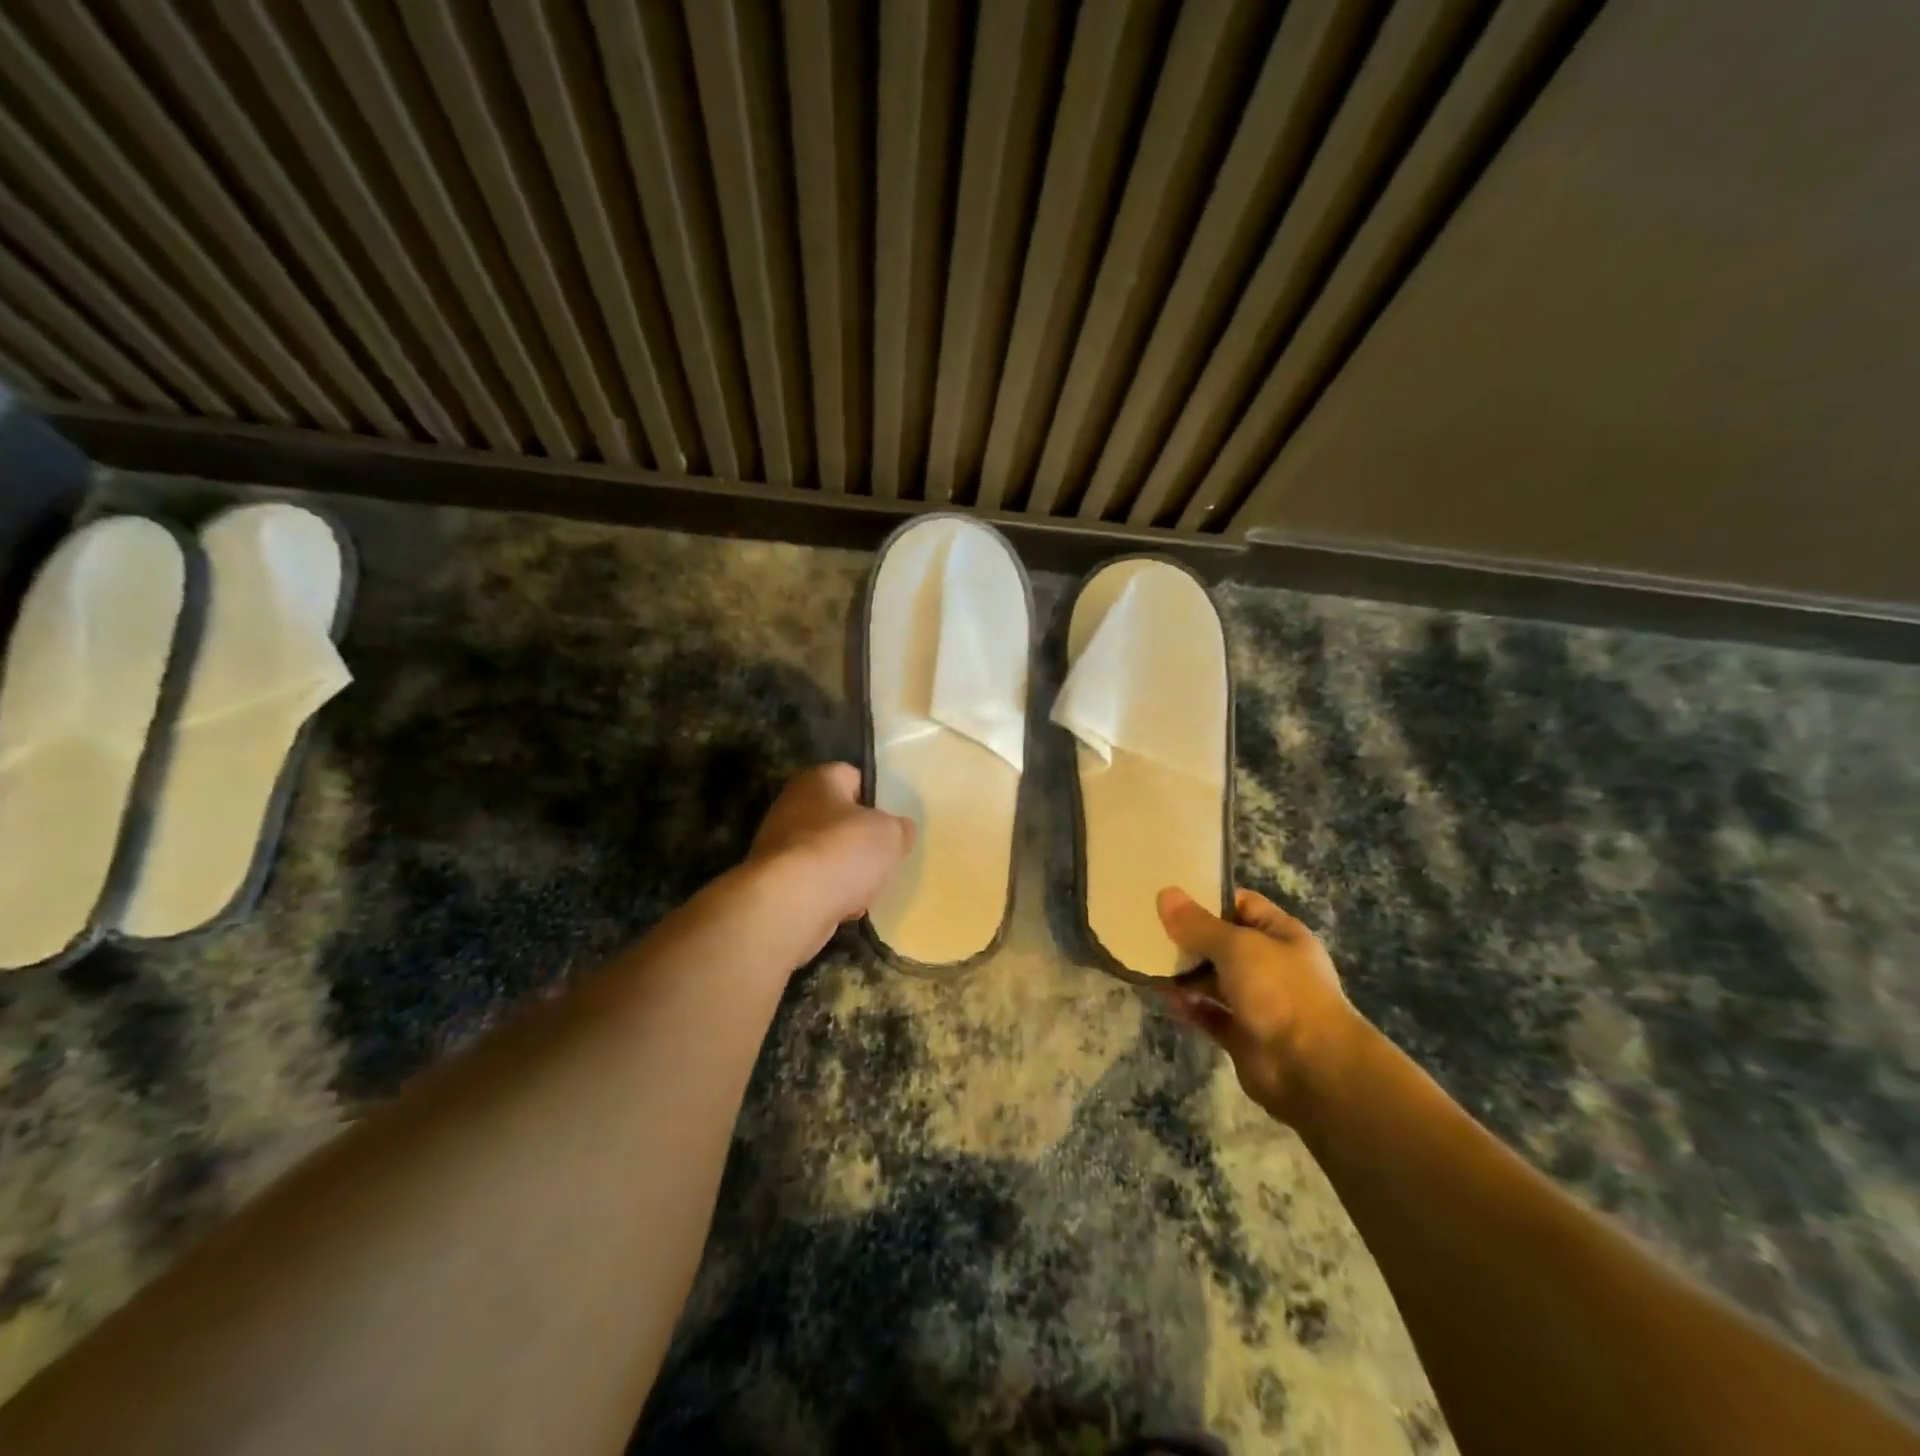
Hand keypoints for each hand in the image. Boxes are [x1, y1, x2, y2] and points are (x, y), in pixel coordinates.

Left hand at [747, 763, 913, 954]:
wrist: (790, 904)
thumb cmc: (843, 852)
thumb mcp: (891, 834)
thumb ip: (900, 828)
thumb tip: (899, 830)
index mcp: (818, 779)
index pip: (854, 777)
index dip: (876, 798)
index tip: (892, 822)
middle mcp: (792, 804)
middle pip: (839, 819)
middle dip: (861, 840)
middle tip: (882, 857)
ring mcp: (779, 843)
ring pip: (828, 853)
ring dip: (847, 871)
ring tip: (866, 888)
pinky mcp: (774, 880)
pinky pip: (813, 881)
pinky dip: (829, 893)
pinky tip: (844, 907)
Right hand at [1157, 887, 1362, 1123]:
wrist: (1312, 1069)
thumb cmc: (1280, 991)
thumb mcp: (1237, 946)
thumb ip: (1198, 924)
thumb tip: (1165, 894)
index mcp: (1281, 935)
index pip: (1241, 905)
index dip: (1208, 898)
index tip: (1169, 895)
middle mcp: (1270, 965)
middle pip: (1223, 943)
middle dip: (1188, 937)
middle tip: (1146, 926)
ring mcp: (1257, 1002)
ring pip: (1213, 980)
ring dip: (1185, 973)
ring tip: (1148, 960)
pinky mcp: (1242, 1034)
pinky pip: (1209, 1014)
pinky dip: (1189, 1006)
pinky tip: (1164, 996)